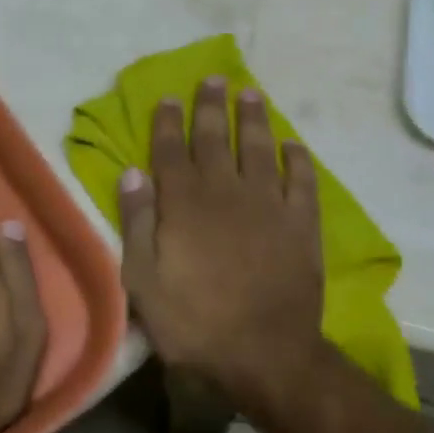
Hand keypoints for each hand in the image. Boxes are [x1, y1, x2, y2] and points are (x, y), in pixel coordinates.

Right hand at [118, 78, 327, 403]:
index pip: (172, 150)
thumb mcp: (143, 280)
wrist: (264, 353)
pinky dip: (298, 160)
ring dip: (253, 118)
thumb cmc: (194, 321)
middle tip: (214, 79)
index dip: (169, 122)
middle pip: (215, 138)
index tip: (170, 97)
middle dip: (211, 106)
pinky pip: (301, 181)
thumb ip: (137, 222)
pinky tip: (293, 145)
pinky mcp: (300, 223)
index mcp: (184, 203)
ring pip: (258, 148)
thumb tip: (132, 173)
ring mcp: (267, 204)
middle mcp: (225, 191)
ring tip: (250, 94)